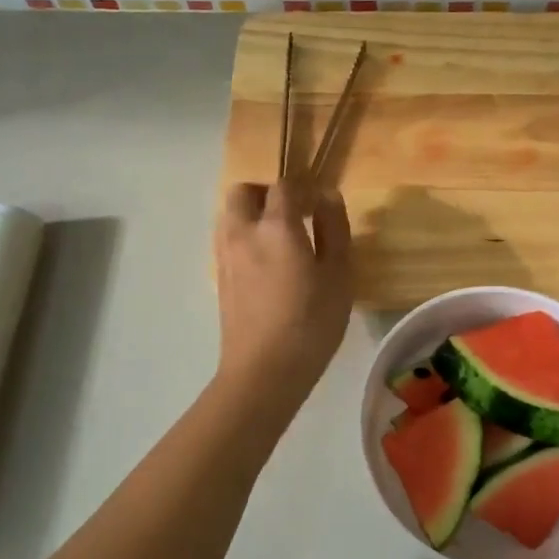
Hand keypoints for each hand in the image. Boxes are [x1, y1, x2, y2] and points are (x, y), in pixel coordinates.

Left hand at [214, 179, 353, 399]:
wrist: (264, 372)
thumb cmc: (311, 322)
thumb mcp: (338, 274)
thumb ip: (334, 229)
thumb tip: (327, 196)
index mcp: (275, 226)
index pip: (283, 186)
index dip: (302, 187)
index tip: (319, 201)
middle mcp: (242, 233)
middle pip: (243, 192)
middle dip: (266, 192)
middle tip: (294, 212)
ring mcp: (225, 256)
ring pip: (230, 216)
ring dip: (252, 214)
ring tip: (281, 239)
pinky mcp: (220, 279)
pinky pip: (228, 241)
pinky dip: (245, 237)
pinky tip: (269, 264)